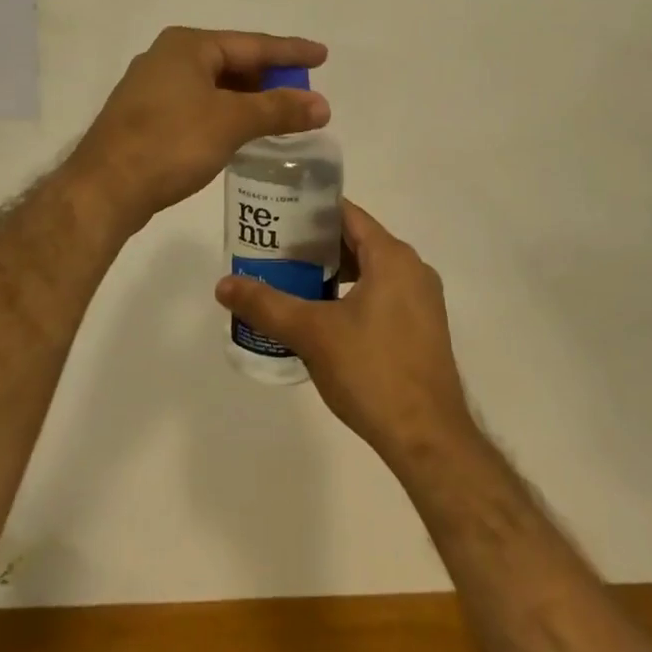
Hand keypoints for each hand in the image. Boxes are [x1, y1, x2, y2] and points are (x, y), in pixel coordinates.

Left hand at [69, 27, 329, 231]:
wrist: (104, 189)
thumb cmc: (170, 143)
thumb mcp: (231, 122)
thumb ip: (278, 109)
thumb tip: (322, 105)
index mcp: (188, 45)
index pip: (252, 44)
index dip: (290, 52)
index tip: (322, 54)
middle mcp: (168, 57)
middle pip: (232, 61)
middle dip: (269, 78)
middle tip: (303, 91)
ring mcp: (153, 86)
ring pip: (214, 85)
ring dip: (248, 98)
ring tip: (280, 112)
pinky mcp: (146, 115)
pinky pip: (198, 103)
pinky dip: (225, 112)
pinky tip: (241, 130)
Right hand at [215, 200, 476, 467]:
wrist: (428, 439)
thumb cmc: (371, 371)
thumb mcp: (312, 334)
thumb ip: (267, 305)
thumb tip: (223, 285)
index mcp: (392, 256)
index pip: (347, 214)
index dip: (310, 212)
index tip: (277, 218)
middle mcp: (413, 269)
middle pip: (358, 241)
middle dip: (316, 246)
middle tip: (275, 253)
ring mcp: (423, 300)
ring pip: (370, 271)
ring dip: (333, 274)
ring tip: (293, 285)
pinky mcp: (423, 328)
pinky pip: (383, 295)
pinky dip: (353, 296)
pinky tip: (324, 320)